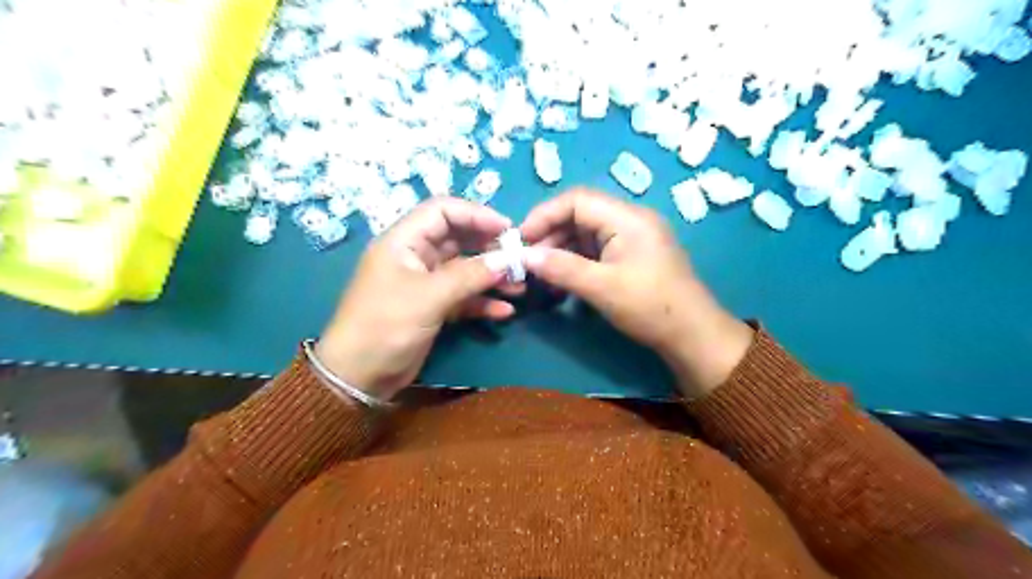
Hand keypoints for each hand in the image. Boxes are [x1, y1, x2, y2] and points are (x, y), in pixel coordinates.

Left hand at [318, 198, 513, 400]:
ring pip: (464, 269)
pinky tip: (504, 311)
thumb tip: (506, 260)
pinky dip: (482, 301)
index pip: (443, 211)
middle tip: (518, 259)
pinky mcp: (433, 307)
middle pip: (458, 239)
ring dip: (491, 276)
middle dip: (489, 247)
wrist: (359, 376)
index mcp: (404, 241)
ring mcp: (425, 283)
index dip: (476, 214)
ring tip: (519, 286)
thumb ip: (469, 276)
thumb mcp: (428, 297)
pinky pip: (463, 297)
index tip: (507, 229)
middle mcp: (415, 257)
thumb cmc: (386, 326)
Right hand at [521, 191, 755, 398]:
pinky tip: (563, 280)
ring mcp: (633, 238)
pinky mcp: (632, 256)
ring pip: (586, 233)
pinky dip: (577, 261)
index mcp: (627, 217)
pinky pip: (597, 249)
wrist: (692, 335)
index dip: (544, 215)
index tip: (521, 239)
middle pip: (580, 214)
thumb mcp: (601, 287)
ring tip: (542, 273)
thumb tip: (523, 255)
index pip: (577, 200)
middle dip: (551, 234)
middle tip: (529, 260)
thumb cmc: (649, 307)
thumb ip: (560, 268)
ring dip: (562, 250)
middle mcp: (630, 220)